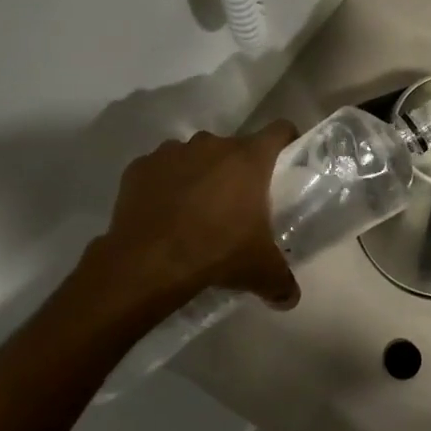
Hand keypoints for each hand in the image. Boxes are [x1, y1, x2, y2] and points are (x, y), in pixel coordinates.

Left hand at [94, 123, 301, 309]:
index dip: (286, 141)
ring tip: (196, 209)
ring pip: (196, 156)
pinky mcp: (140, 167)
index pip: (279, 130)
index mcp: (249, 159)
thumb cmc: (216, 253)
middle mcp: (212, 145)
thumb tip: (290, 299)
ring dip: (200, 173)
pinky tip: (164, 213)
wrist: (146, 264)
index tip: (285, 160)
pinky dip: (165, 184)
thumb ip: (281, 282)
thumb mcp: (260, 272)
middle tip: (238, 202)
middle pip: (234, 147)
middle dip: (238, 169)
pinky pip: (161, 169)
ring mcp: (172, 152)